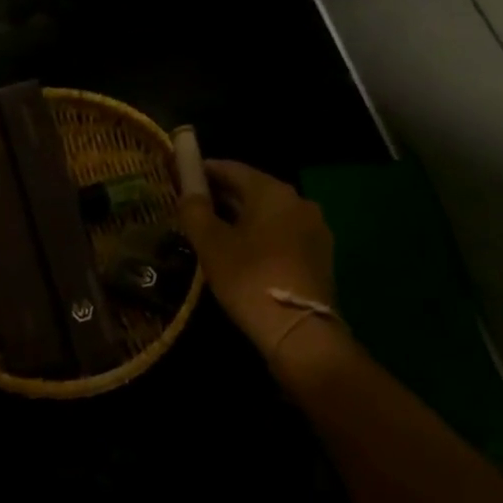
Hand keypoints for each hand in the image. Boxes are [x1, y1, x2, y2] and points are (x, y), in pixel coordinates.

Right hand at [179, 161, 336, 362]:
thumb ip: (194, 211)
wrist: (301, 334)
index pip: (232, 168)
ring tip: (214, 231)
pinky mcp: (320, 255)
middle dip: (222, 195)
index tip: (182, 176)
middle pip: (252, 189)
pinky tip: (242, 252)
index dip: (204, 170)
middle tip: (193, 206)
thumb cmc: (250, 280)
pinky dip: (261, 235)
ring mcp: (314, 228)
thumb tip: (187, 192)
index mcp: (272, 191)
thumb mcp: (211, 245)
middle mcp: (298, 201)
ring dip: (242, 217)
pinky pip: (282, 233)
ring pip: (268, 213)